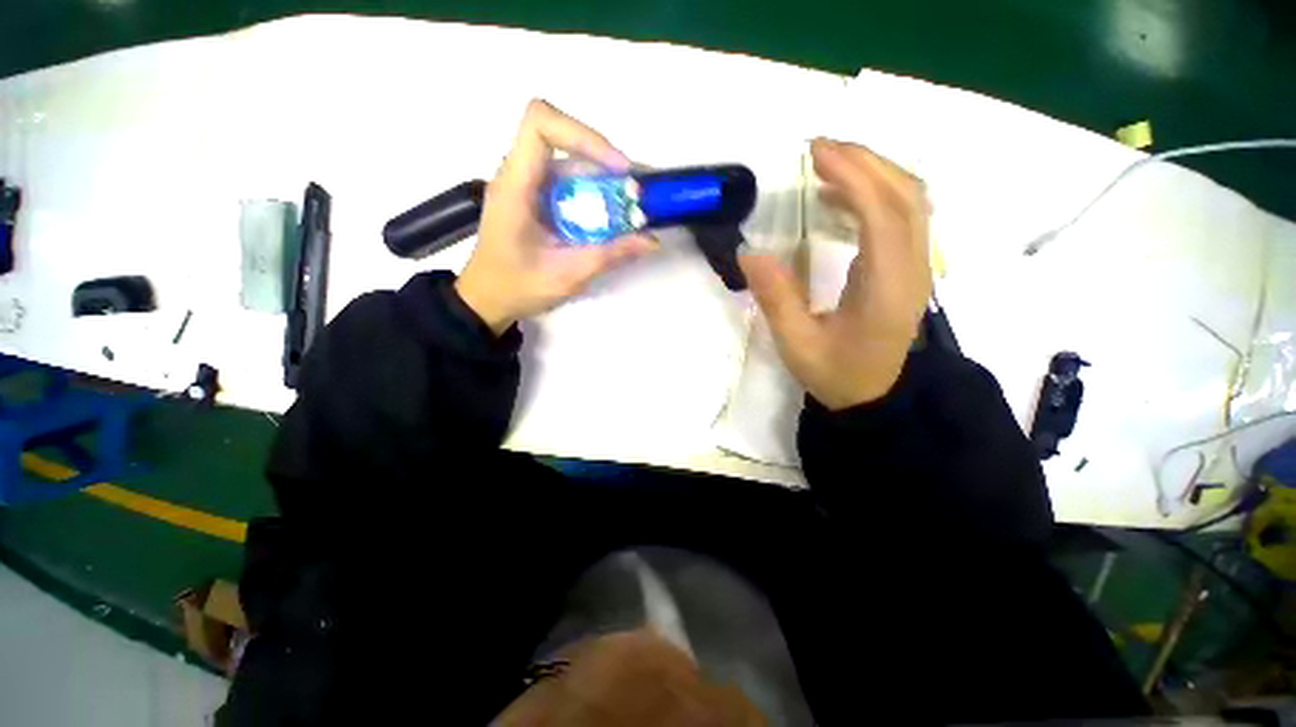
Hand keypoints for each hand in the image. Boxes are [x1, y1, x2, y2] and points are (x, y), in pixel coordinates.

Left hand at [455, 100, 656, 333]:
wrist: (488, 298)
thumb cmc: (516, 287)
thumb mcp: (565, 276)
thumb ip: (607, 256)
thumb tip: (649, 240)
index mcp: (516, 186)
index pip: (541, 124)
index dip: (583, 135)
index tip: (617, 170)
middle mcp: (521, 175)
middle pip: (565, 141)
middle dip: (606, 162)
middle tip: (637, 193)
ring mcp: (530, 185)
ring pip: (572, 162)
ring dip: (605, 180)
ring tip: (633, 207)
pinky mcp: (540, 198)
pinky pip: (572, 183)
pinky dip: (597, 195)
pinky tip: (613, 218)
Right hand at [739, 138, 931, 409]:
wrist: (874, 395)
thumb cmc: (835, 373)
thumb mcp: (796, 344)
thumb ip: (776, 298)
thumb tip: (749, 252)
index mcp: (887, 287)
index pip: (883, 214)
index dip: (854, 175)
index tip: (816, 153)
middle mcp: (913, 268)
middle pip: (907, 194)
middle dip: (865, 162)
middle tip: (818, 149)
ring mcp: (918, 265)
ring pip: (911, 200)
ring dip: (873, 173)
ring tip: (827, 166)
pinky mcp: (910, 266)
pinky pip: (902, 215)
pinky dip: (874, 194)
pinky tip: (840, 199)